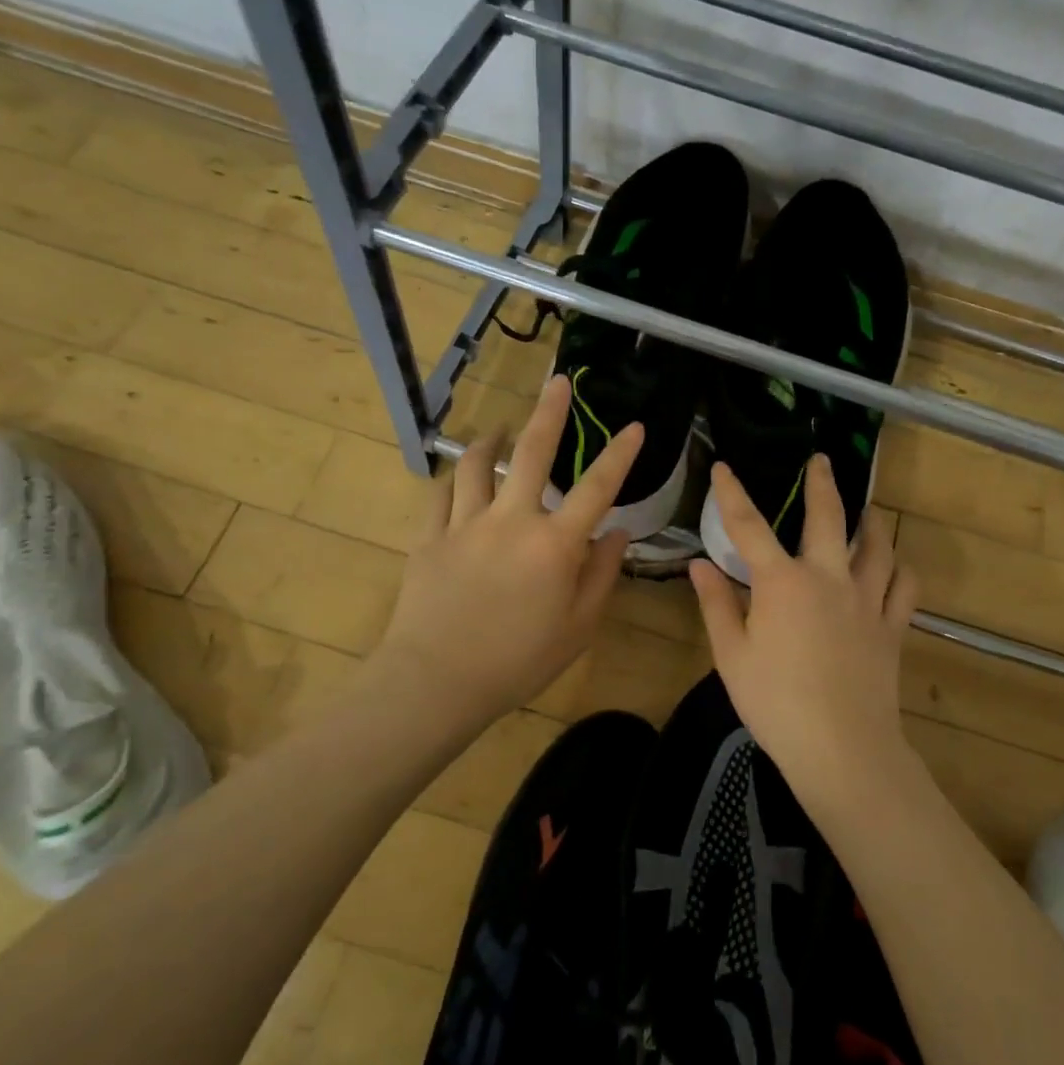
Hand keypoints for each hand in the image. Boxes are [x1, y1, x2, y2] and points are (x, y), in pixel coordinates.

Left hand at [375, 375, 641, 732]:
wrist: (438, 680)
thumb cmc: (519, 661)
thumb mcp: (578, 627)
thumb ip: (601, 575)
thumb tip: (617, 534)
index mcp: (554, 544)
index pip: (596, 488)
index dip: (618, 454)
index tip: (633, 426)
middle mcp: (512, 520)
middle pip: (531, 453)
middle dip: (549, 413)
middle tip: (557, 384)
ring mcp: (466, 524)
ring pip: (478, 465)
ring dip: (492, 439)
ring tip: (500, 427)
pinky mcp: (430, 537)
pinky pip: (443, 496)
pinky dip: (455, 480)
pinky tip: (460, 476)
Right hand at [688, 453, 919, 804]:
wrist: (841, 747)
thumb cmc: (775, 703)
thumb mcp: (731, 655)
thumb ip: (716, 604)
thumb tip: (699, 565)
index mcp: (782, 583)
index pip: (749, 526)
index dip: (732, 493)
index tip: (724, 467)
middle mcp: (828, 578)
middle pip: (828, 518)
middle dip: (822, 484)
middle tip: (822, 460)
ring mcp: (866, 601)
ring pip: (877, 546)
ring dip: (870, 522)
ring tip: (867, 510)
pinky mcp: (892, 627)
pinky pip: (905, 587)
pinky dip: (901, 570)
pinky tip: (896, 566)